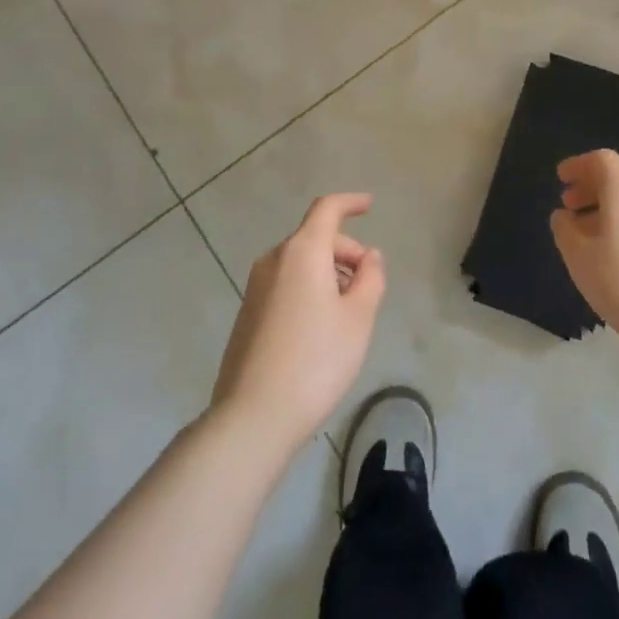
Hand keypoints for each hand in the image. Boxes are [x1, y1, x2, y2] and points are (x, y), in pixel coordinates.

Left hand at [211, 193, 385, 453]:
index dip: (350, 202)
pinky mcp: (248, 313)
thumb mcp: (359, 318)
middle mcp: (274, 260)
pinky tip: (321, 328)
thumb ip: (370, 278)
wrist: (254, 416)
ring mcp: (256, 287)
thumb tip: (369, 256)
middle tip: (369, 284)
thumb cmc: (316, 361)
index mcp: (302, 252)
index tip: (369, 205)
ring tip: (348, 311)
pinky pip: (286, 283)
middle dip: (346, 251)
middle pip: (315, 237)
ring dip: (328, 272)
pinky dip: (309, 288)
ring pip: (300, 263)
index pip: (327, 209)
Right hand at [551, 150, 618, 358]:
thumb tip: (564, 216)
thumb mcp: (579, 256)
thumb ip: (565, 230)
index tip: (561, 178)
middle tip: (568, 206)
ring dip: (607, 210)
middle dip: (591, 189)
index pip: (601, 160)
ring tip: (586, 236)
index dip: (578, 166)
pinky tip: (613, 256)